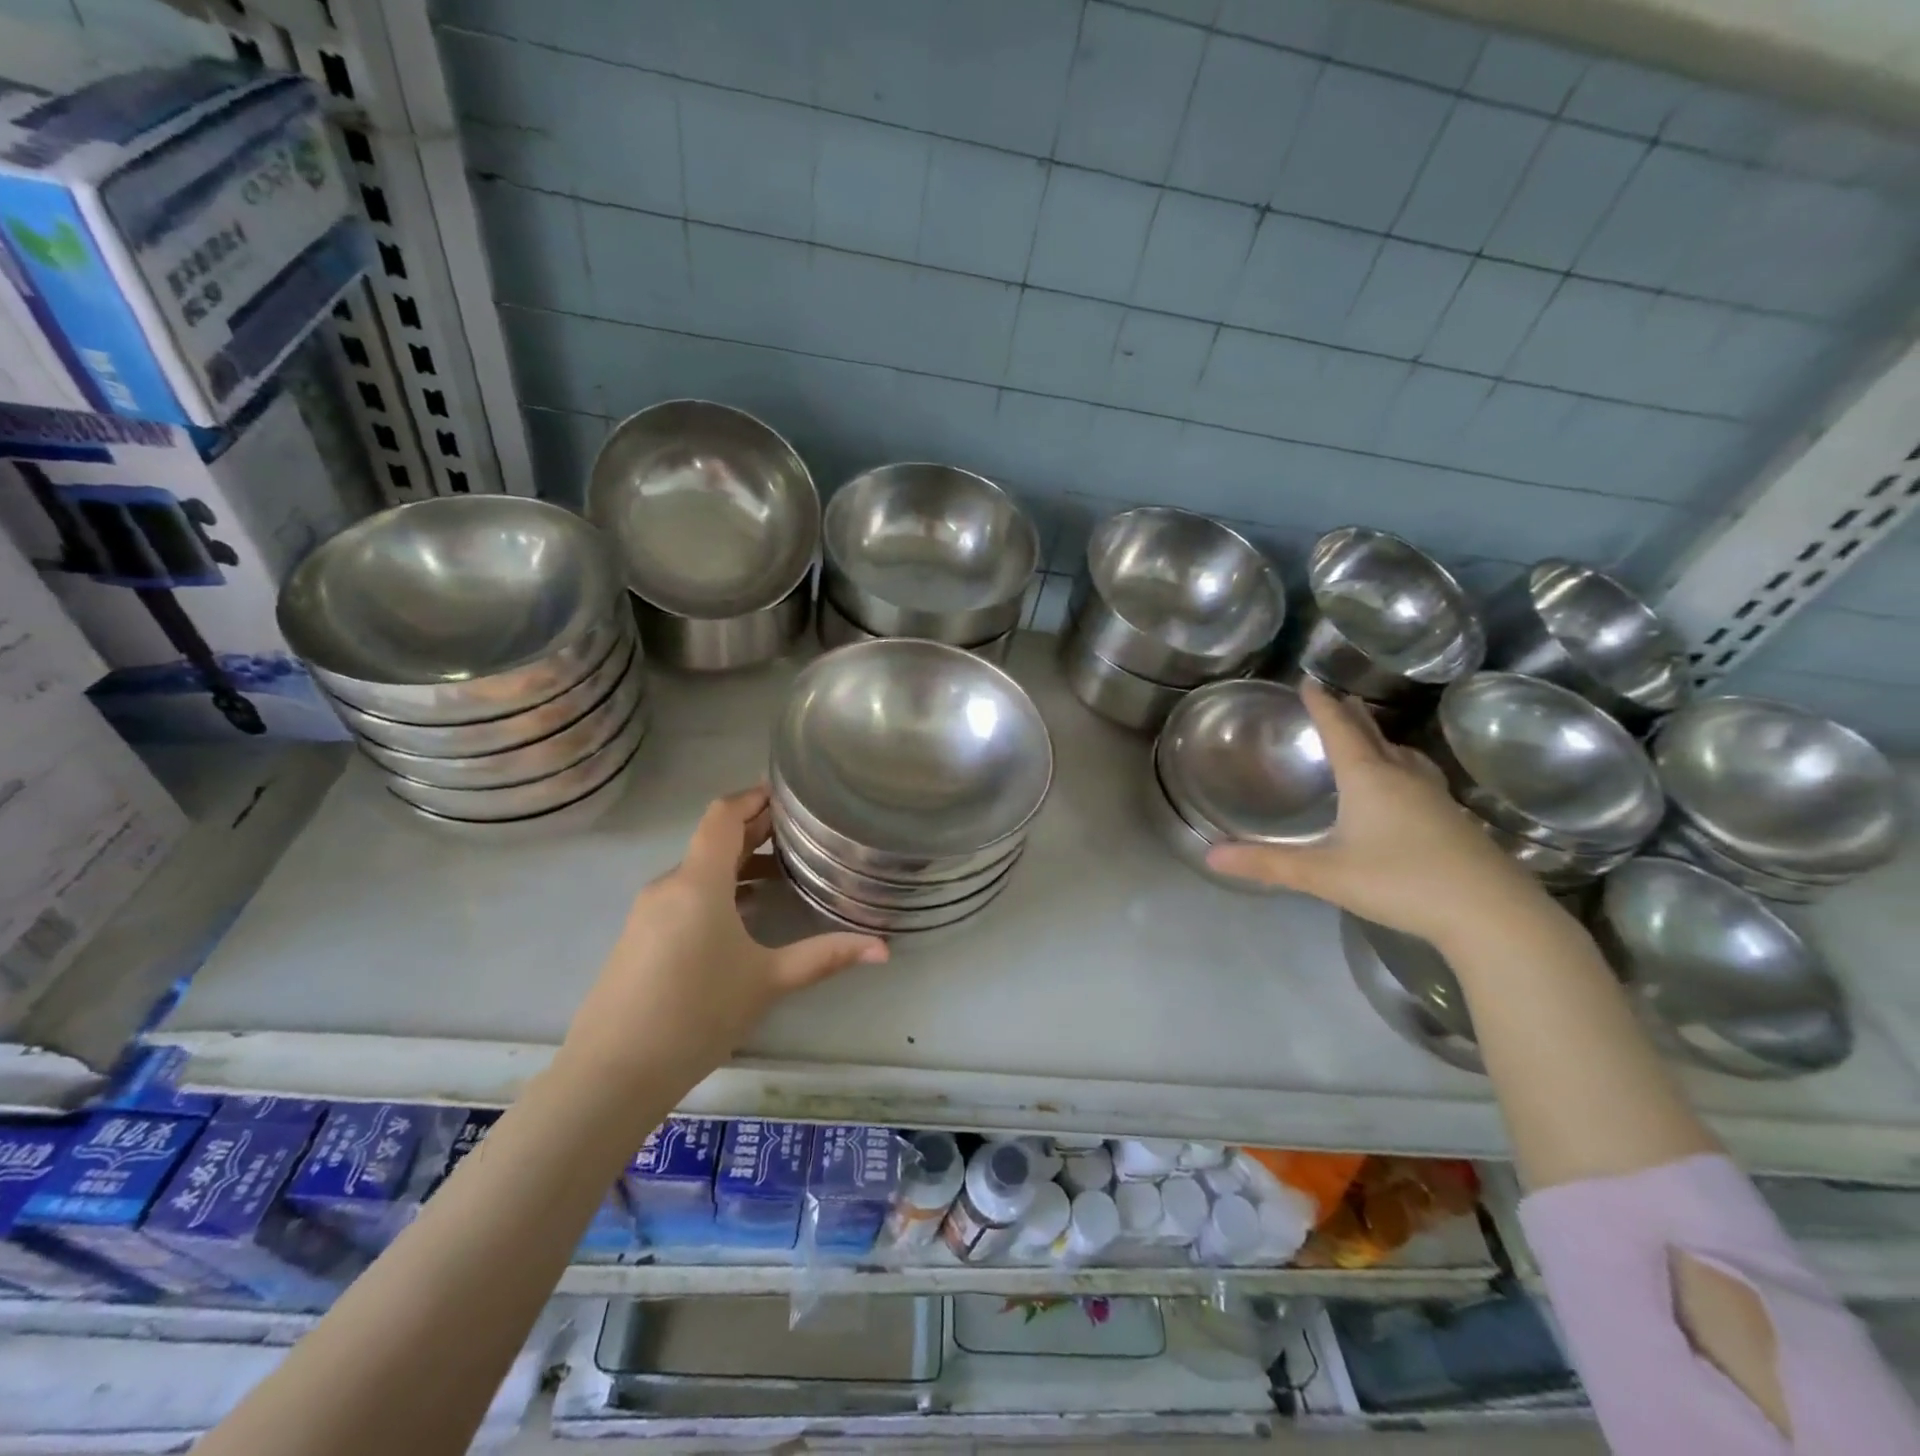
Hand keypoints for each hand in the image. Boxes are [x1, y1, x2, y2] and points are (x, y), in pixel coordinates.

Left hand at [559, 787, 887, 1086]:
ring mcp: (649, 911)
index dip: (754, 796)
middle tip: (800, 829)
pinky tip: (745, 911)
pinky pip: (685, 894)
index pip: (723, 814)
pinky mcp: (640, 936)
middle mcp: (670, 885)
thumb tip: (884, 947)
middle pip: (714, 839)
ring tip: (782, 868)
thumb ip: (825, 956)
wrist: (611, 1073)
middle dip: (756, 829)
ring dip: (738, 861)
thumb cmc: (696, 1014)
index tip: (789, 793)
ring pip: (700, 869)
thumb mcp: (768, 981)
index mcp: (698, 881)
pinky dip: (718, 888)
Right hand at [1206, 682, 1548, 949]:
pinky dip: (1404, 768)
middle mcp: (1402, 778)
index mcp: (1368, 778)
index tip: (1309, 681)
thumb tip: (1210, 857)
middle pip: (1373, 737)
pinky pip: (1421, 778)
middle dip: (1352, 716)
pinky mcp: (1454, 821)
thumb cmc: (1400, 881)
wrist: (1490, 913)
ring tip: (1373, 737)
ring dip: (1382, 741)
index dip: (1321, 705)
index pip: (1340, 730)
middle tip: (1339, 699)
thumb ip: (1268, 864)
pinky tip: (1408, 788)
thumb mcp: (1324, 874)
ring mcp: (1434, 798)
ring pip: (1403, 757)